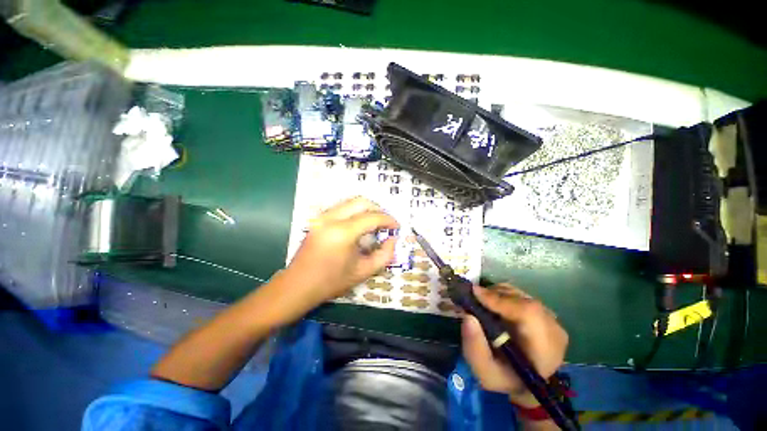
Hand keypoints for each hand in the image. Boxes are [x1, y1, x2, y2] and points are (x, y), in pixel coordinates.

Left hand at [278, 197, 399, 307]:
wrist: (298, 286)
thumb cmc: (331, 282)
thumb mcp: (363, 271)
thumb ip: (384, 255)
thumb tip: (393, 239)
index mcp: (343, 232)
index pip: (372, 217)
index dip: (388, 220)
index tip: (397, 226)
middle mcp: (331, 218)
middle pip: (361, 202)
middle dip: (378, 210)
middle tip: (386, 223)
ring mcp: (322, 217)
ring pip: (350, 202)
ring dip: (366, 209)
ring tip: (375, 223)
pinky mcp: (318, 219)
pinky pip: (341, 207)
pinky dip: (355, 211)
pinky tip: (360, 224)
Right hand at [462, 284, 567, 406]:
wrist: (526, 383)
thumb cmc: (505, 379)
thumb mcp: (485, 373)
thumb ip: (475, 348)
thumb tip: (468, 316)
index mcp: (544, 349)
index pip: (528, 313)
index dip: (500, 300)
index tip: (474, 293)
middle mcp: (553, 329)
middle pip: (522, 299)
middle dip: (493, 295)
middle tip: (472, 298)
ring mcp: (551, 318)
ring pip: (519, 294)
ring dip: (496, 294)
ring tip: (481, 304)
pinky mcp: (543, 312)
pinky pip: (520, 295)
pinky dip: (502, 295)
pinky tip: (493, 306)